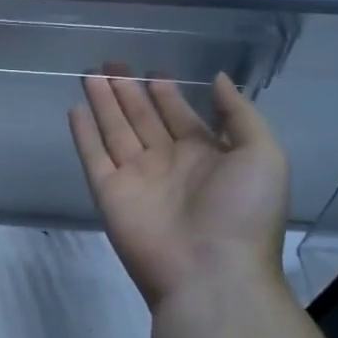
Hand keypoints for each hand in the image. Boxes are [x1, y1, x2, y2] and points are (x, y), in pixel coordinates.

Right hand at [69, 63, 287, 312]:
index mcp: (206, 156)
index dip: (166, 94)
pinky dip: (83, 134)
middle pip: (143, 118)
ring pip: (115, 130)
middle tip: (112, 64)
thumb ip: (239, 114)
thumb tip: (218, 78)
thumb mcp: (262, 155)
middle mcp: (168, 163)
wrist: (210, 273)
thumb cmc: (242, 212)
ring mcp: (136, 178)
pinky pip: (93, 156)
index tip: (152, 71)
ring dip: (104, 103)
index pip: (180, 116)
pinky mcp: (109, 192)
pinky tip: (76, 109)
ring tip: (91, 74)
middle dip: (129, 92)